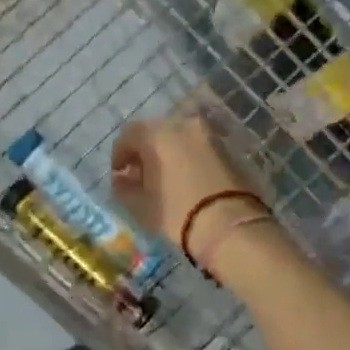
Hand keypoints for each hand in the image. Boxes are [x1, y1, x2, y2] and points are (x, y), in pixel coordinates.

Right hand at [110, 112, 260, 258]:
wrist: (230, 225)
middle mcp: (182, 125)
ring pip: (179, 137)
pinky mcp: (226, 148)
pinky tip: (185, 178)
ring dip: (167, 152)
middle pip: (155, 132)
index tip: (119, 174)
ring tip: (164, 178)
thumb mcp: (140, 205)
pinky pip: (197, 147)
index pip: (129, 135)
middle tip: (140, 174)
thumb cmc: (177, 212)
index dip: (120, 154)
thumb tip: (121, 178)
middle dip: (144, 151)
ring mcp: (207, 135)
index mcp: (157, 134)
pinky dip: (187, 157)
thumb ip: (124, 187)